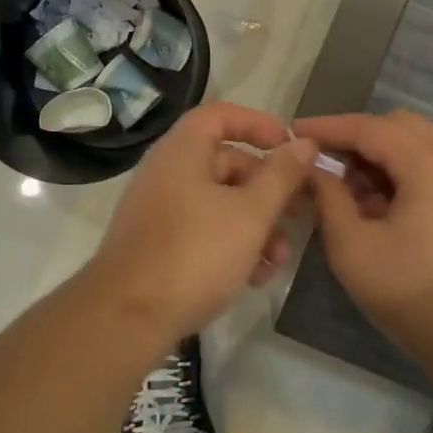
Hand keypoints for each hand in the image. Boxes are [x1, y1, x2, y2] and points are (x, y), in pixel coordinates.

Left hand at [83, 102, 314, 345]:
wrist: (128, 318)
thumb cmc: (195, 252)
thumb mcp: (251, 213)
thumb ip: (281, 175)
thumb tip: (304, 142)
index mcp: (182, 151)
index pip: (221, 115)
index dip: (258, 123)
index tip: (290, 145)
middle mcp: (167, 172)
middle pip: (226, 163)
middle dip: (268, 189)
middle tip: (299, 213)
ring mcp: (160, 210)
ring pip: (219, 203)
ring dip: (256, 225)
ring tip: (280, 258)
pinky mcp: (158, 246)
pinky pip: (203, 231)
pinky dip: (232, 245)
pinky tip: (255, 277)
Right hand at [295, 111, 432, 353]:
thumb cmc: (421, 299)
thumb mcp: (355, 251)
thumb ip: (329, 200)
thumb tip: (315, 171)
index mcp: (431, 163)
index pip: (369, 127)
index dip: (327, 127)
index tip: (293, 133)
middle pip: (398, 127)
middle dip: (356, 139)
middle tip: (323, 165)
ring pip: (419, 146)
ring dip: (381, 157)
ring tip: (349, 193)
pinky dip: (404, 174)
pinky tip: (382, 210)